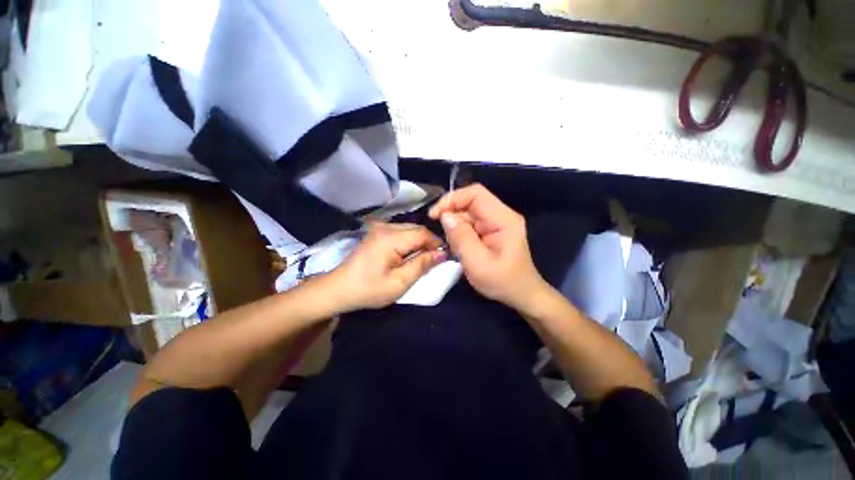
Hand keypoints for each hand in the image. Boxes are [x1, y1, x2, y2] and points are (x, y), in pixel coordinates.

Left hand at [324, 223, 445, 311]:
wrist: (339, 288)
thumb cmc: (369, 289)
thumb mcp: (399, 283)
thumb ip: (422, 265)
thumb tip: (442, 253)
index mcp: (390, 239)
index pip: (422, 233)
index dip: (436, 243)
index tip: (444, 257)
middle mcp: (385, 227)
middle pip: (416, 228)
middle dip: (429, 242)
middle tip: (435, 259)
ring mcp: (379, 228)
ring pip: (409, 228)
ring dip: (420, 241)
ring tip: (423, 257)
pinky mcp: (376, 232)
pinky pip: (400, 231)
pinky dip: (410, 240)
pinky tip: (409, 253)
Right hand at [429, 183, 546, 310]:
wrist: (521, 295)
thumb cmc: (503, 282)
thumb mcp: (478, 263)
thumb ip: (461, 237)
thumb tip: (445, 216)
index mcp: (503, 219)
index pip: (476, 194)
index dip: (453, 199)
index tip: (435, 215)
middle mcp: (500, 215)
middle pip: (470, 202)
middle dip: (452, 215)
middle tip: (444, 236)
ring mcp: (495, 223)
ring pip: (467, 214)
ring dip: (455, 227)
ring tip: (456, 248)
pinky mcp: (490, 231)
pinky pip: (470, 224)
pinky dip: (460, 234)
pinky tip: (460, 249)